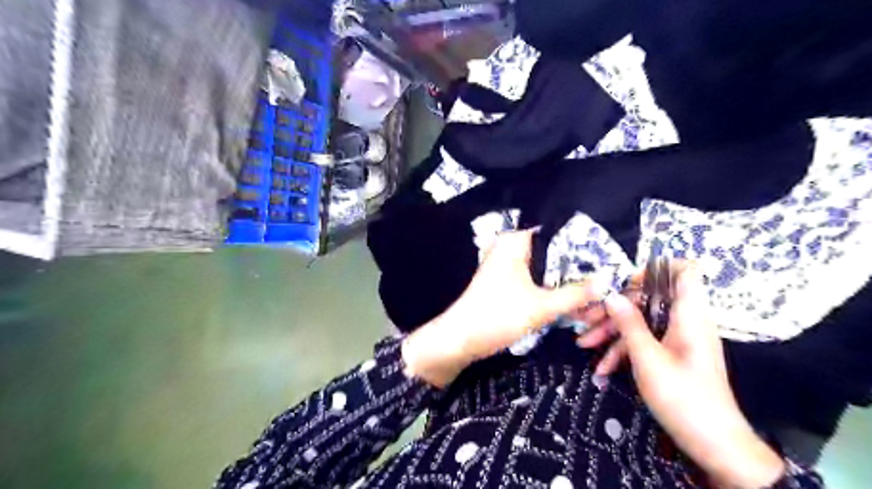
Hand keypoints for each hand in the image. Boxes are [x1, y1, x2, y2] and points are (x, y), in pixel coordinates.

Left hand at [401, 230, 600, 388]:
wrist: (460, 340)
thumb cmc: (498, 316)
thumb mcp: (541, 307)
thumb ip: (575, 294)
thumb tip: (607, 281)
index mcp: (515, 242)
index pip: (556, 232)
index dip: (582, 245)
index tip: (609, 257)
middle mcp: (510, 248)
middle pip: (552, 252)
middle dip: (577, 269)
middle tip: (606, 280)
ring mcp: (507, 265)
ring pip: (545, 269)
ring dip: (566, 283)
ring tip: (595, 294)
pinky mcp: (506, 283)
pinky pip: (535, 280)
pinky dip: (552, 290)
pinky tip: (572, 301)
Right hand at [578, 264, 787, 488]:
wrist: (714, 445)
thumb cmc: (684, 398)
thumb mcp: (648, 359)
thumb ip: (629, 324)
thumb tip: (611, 295)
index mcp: (689, 315)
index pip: (685, 271)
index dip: (656, 269)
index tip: (625, 283)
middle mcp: (685, 321)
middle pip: (649, 298)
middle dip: (616, 306)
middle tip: (587, 318)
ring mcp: (677, 338)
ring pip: (642, 321)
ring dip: (612, 330)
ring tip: (584, 344)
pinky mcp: (671, 354)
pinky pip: (645, 341)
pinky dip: (624, 350)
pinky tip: (603, 368)